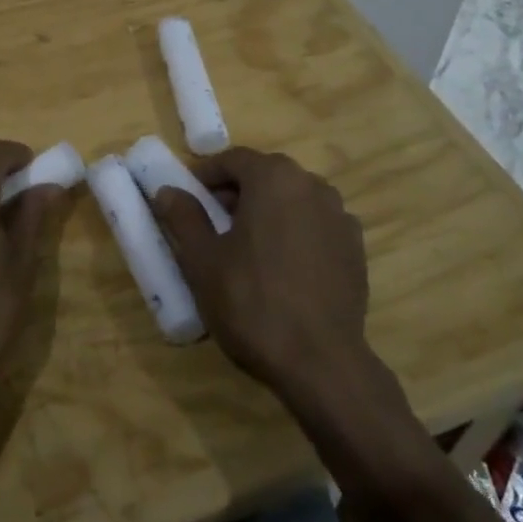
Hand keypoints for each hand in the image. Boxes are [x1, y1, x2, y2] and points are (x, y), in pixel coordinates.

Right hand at [149, 148, 371, 402]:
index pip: (234, 159)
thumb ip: (184, 218)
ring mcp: (340, 215)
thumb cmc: (252, 303)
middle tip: (213, 221)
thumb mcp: (203, 260)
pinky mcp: (355, 247)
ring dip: (269, 210)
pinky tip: (283, 266)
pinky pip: (316, 224)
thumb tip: (167, 191)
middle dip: (238, 191)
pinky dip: (296, 231)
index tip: (189, 196)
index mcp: (274, 178)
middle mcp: (312, 185)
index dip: (207, 175)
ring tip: (248, 245)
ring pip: (294, 198)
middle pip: (267, 175)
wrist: (321, 362)